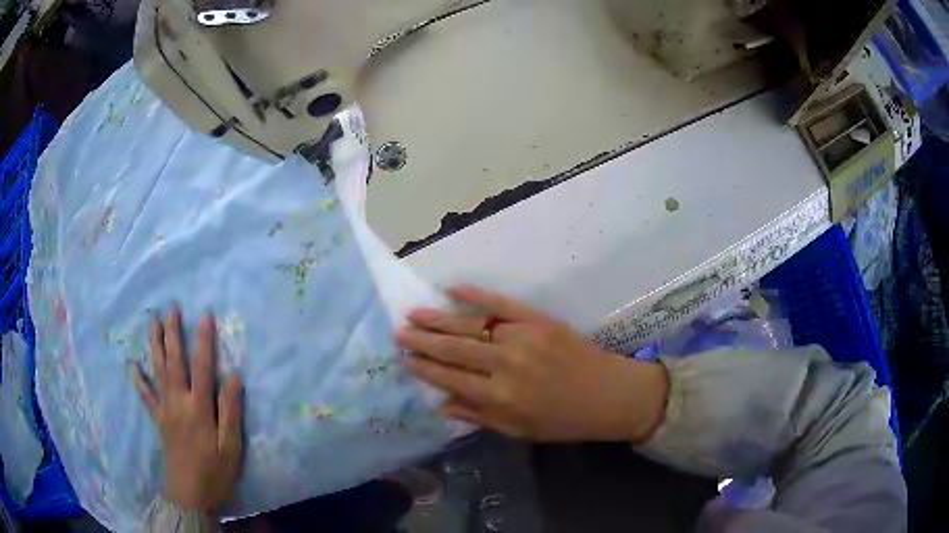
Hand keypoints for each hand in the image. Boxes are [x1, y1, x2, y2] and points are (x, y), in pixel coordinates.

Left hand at [132, 308, 243, 511]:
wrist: (190, 495)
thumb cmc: (215, 472)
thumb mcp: (231, 447)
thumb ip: (231, 411)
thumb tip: (234, 376)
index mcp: (199, 408)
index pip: (203, 367)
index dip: (204, 340)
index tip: (206, 315)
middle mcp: (178, 402)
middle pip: (174, 361)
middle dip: (173, 333)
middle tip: (172, 308)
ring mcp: (165, 409)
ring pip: (158, 371)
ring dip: (155, 345)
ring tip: (153, 322)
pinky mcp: (158, 419)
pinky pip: (146, 395)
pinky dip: (139, 379)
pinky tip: (133, 365)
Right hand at [396, 286, 667, 442]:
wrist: (610, 395)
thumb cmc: (564, 420)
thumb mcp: (519, 431)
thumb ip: (478, 417)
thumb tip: (440, 403)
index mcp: (500, 397)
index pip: (451, 378)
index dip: (425, 368)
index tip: (403, 359)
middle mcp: (505, 365)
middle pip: (454, 349)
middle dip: (422, 341)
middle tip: (398, 332)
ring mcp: (522, 338)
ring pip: (471, 326)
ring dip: (439, 319)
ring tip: (414, 313)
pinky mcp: (538, 320)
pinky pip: (501, 304)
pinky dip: (476, 295)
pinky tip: (452, 289)